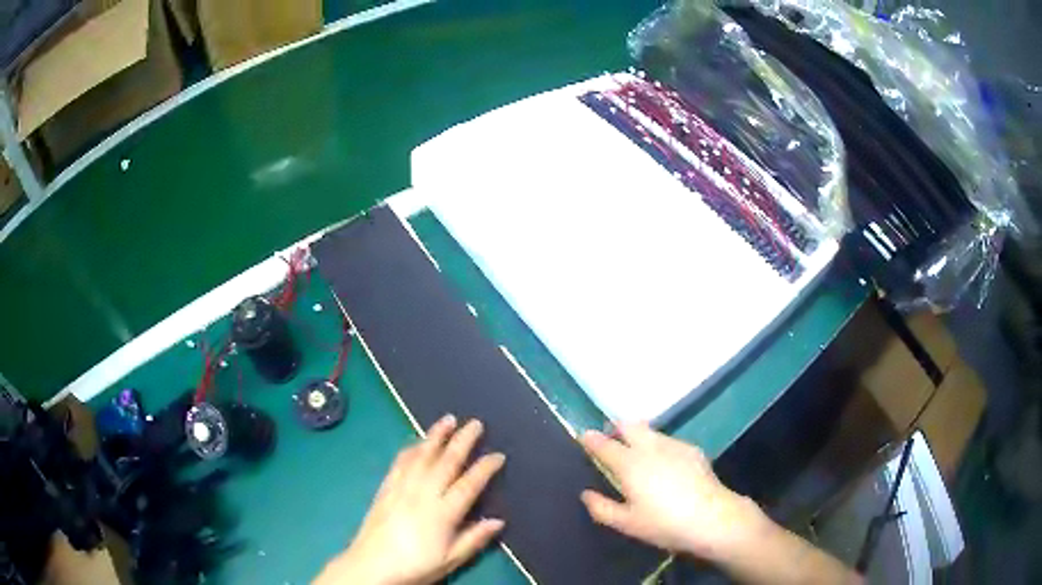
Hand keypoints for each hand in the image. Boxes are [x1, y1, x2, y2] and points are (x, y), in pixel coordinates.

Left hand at [315, 415, 505, 584]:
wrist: (371, 566)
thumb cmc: (415, 566)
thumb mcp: (450, 560)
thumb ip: (474, 539)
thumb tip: (498, 521)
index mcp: (442, 513)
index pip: (469, 484)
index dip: (485, 468)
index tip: (498, 454)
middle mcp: (423, 494)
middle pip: (446, 462)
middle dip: (462, 440)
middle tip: (475, 423)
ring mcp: (402, 488)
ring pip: (422, 455)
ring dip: (435, 436)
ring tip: (447, 419)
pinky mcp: (385, 488)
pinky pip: (400, 462)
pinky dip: (411, 448)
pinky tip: (416, 441)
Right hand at [579, 422, 765, 562]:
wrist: (712, 518)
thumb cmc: (664, 523)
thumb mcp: (627, 523)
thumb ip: (602, 508)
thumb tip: (586, 494)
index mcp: (629, 464)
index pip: (604, 445)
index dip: (591, 439)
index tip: (584, 436)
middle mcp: (650, 447)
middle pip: (629, 426)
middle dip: (617, 428)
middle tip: (612, 440)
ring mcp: (674, 445)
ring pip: (650, 431)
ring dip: (639, 435)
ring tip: (638, 452)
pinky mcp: (692, 450)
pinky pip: (668, 440)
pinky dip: (659, 445)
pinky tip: (665, 463)